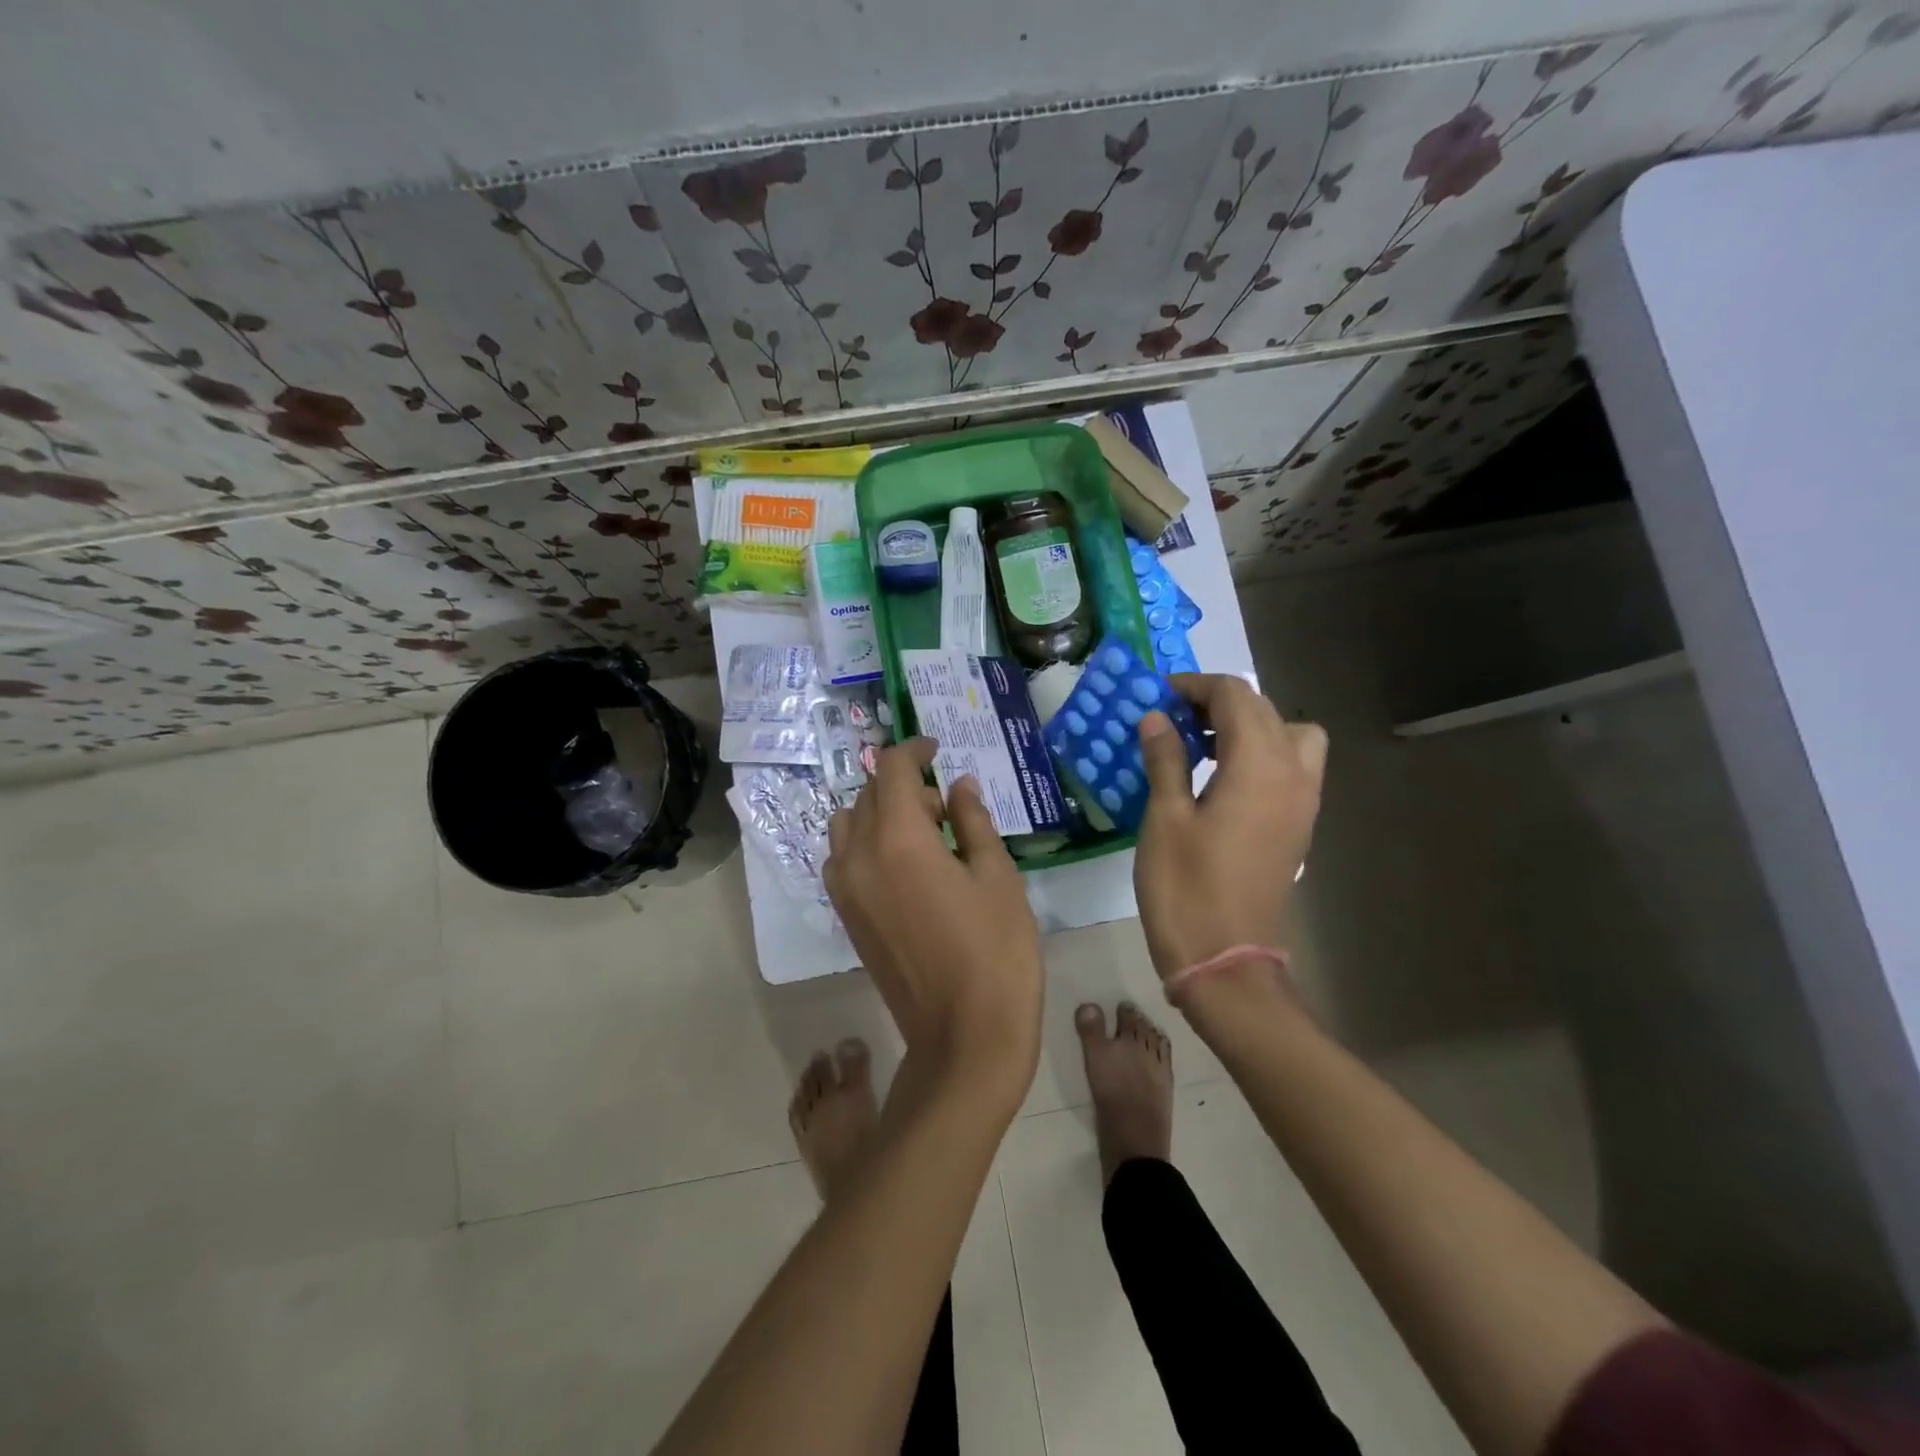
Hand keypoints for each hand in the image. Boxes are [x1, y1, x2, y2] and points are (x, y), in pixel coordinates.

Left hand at [824, 738, 1043, 1106]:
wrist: (964, 1036)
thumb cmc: (996, 952)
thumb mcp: (997, 877)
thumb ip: (973, 821)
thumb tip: (958, 786)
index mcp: (899, 840)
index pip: (892, 770)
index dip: (914, 749)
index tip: (936, 749)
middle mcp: (859, 857)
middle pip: (868, 794)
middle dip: (903, 784)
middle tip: (947, 805)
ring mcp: (846, 890)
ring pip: (848, 825)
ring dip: (880, 813)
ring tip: (924, 836)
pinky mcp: (846, 918)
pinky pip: (844, 859)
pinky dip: (866, 844)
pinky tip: (906, 867)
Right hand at [1133, 674, 1327, 978]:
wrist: (1225, 961)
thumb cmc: (1186, 888)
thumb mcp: (1164, 818)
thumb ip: (1165, 759)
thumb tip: (1157, 718)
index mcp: (1259, 765)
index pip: (1235, 696)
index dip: (1194, 686)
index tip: (1157, 697)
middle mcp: (1293, 773)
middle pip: (1263, 709)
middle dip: (1217, 702)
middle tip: (1170, 719)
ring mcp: (1303, 801)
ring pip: (1288, 735)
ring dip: (1247, 726)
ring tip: (1200, 745)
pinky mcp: (1298, 825)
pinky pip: (1291, 766)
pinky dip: (1260, 754)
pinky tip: (1219, 779)